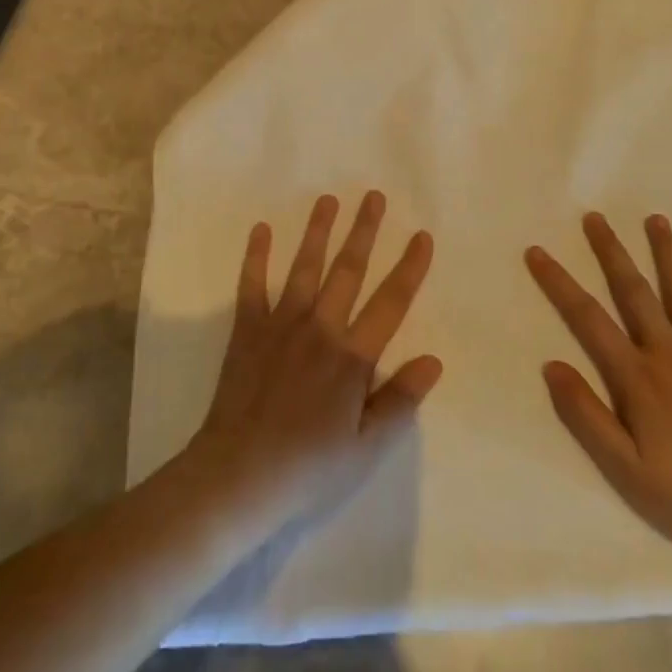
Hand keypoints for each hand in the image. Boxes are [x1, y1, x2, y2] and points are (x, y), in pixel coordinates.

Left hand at [191, 192, 442, 531]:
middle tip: (374, 196)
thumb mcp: (366, 447)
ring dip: (318, 232)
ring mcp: (280, 325)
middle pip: (348, 271)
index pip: (391, 303)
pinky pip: (252, 285)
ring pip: (304, 268)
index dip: (410, 268)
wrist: (236, 475)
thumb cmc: (307, 468)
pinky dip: (256, 256)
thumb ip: (400, 400)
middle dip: (364, 231)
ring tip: (328, 199)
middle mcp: (319, 329)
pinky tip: (262, 230)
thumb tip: (434, 360)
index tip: (422, 236)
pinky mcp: (247, 331)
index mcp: (352, 357)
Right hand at [526, 213, 671, 553]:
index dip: (559, 282)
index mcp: (636, 375)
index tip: (538, 252)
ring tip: (656, 219)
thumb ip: (584, 412)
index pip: (588, 317)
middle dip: (611, 251)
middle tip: (595, 217)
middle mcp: (669, 352)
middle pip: (633, 291)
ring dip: (667, 253)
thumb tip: (551, 364)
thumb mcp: (620, 464)